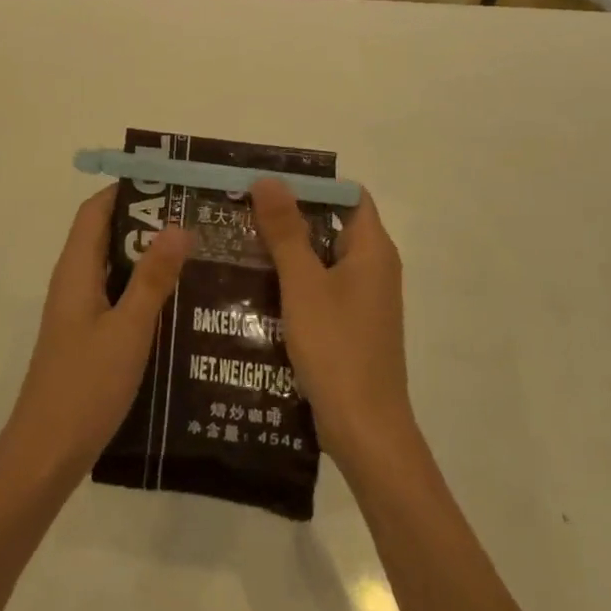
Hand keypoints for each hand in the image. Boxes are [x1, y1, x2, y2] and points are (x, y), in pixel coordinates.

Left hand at [0, 187, 193, 491]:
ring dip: (147, 256)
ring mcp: (79, 312)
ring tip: (197, 254)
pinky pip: (116, 297)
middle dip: (146, 221)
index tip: (170, 183)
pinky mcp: (87, 337)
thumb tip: (177, 225)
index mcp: (75, 270)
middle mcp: (73, 282)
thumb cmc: (85, 386)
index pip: (95, 210)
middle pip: (106, 235)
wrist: (46, 453)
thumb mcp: (128, 329)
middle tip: (196, 218)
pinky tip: (178, 304)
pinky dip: (142, 289)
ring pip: (113, 268)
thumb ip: (152, 278)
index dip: (126, 189)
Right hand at [251, 179, 412, 464]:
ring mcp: (362, 299)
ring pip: (321, 257)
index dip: (310, 183)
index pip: (347, 196)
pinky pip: (319, 286)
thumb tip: (268, 179)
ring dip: (285, 248)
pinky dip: (291, 279)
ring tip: (238, 240)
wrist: (365, 432)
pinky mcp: (349, 325)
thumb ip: (286, 231)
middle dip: (288, 214)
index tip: (266, 180)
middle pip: (331, 224)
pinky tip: (254, 285)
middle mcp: (373, 268)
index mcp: (372, 250)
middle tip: (241, 208)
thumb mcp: (303, 284)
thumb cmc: (337, 349)